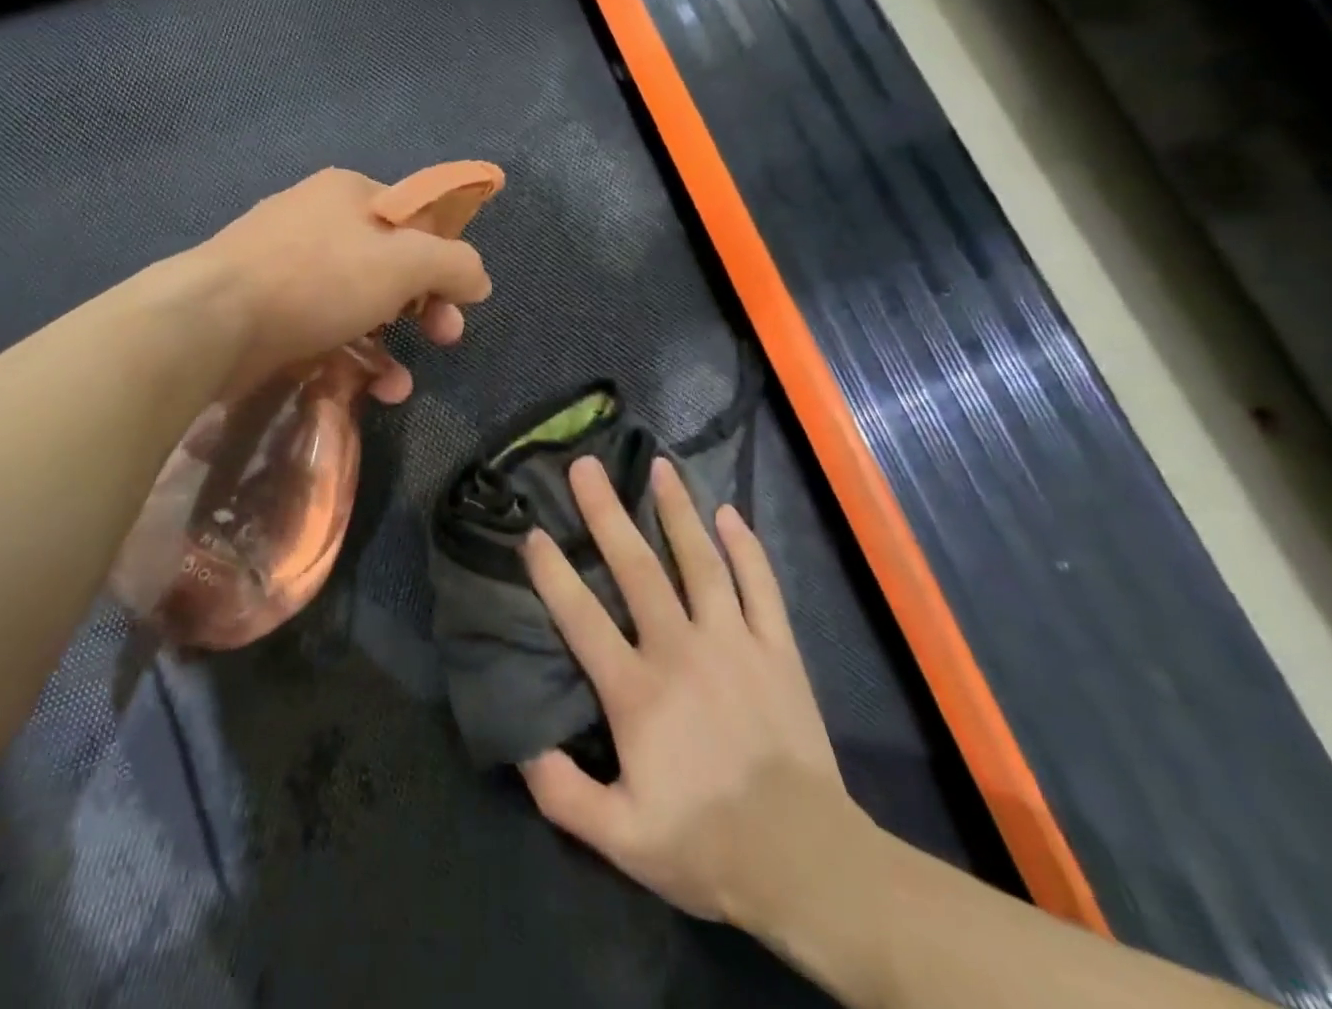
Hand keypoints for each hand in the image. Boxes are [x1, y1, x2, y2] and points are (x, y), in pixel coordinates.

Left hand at [196, 167, 493, 400]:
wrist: (213, 321)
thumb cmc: (318, 278)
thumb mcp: (404, 263)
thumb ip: (454, 264)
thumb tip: (478, 279)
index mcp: (350, 193)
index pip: (416, 216)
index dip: (446, 255)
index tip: (463, 296)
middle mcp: (319, 222)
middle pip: (391, 263)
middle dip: (426, 305)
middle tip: (447, 335)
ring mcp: (289, 268)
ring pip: (360, 304)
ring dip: (391, 345)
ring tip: (401, 386)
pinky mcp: (270, 312)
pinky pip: (326, 330)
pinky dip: (353, 358)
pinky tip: (371, 390)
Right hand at [519, 455, 865, 929]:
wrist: (808, 865)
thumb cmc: (707, 844)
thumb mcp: (621, 838)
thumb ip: (564, 793)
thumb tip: (523, 745)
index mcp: (637, 690)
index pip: (582, 617)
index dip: (553, 573)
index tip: (532, 532)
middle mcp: (681, 650)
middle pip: (637, 569)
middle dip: (607, 513)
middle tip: (587, 466)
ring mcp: (733, 643)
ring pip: (701, 562)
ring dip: (677, 511)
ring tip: (659, 468)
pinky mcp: (776, 650)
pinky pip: (761, 586)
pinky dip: (746, 548)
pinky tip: (731, 513)